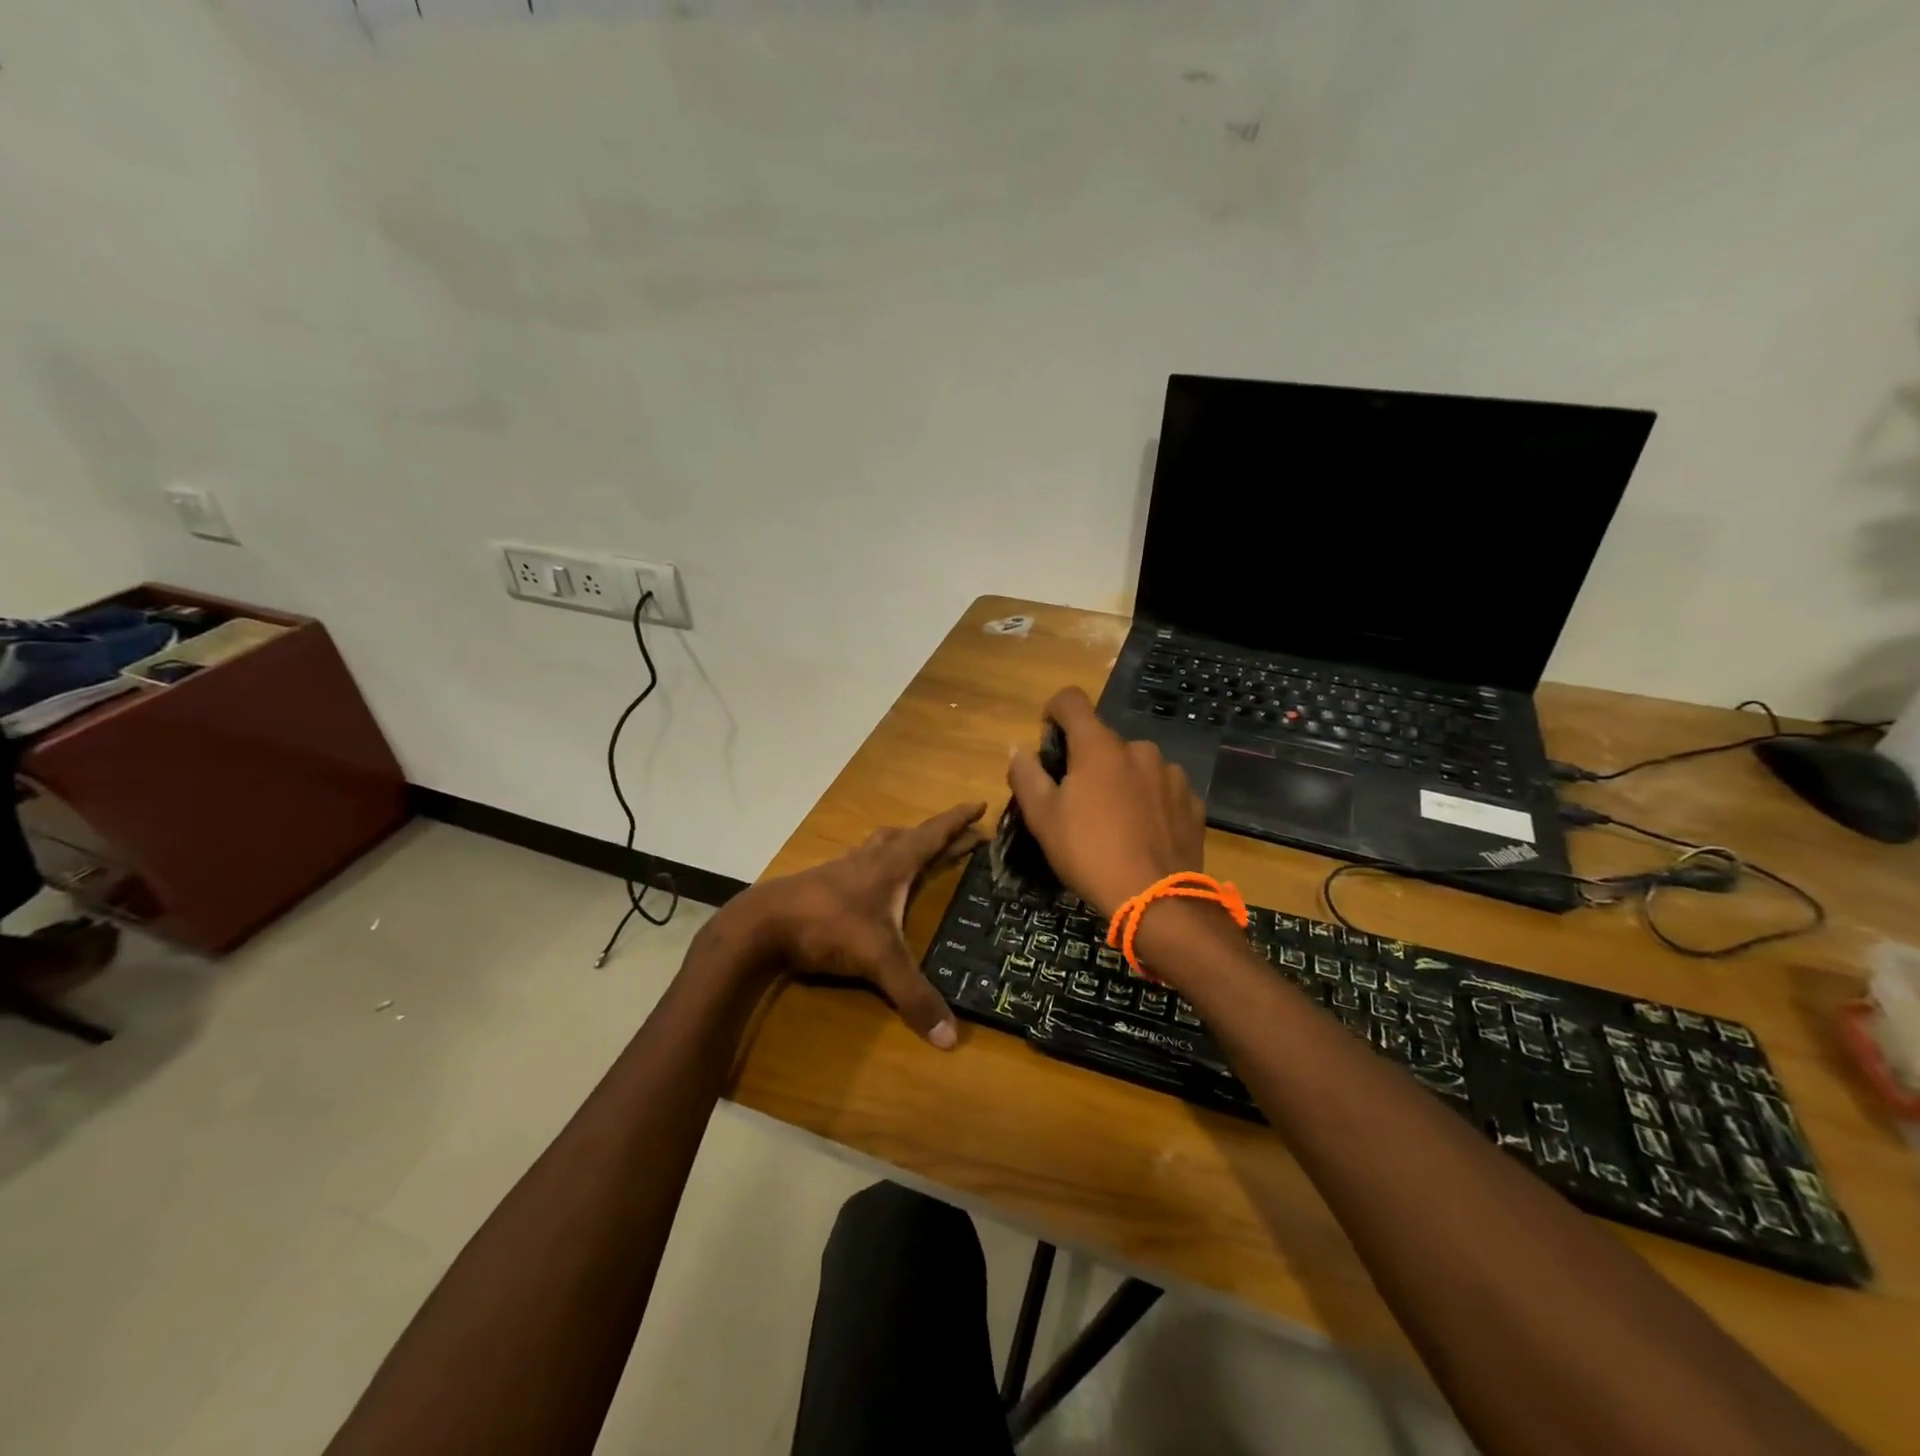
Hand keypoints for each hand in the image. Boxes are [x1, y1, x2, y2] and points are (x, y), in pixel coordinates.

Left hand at [729, 801, 987, 1047]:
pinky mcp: (823, 883)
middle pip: (911, 837)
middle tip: (965, 837)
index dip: (958, 821)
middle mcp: (870, 860)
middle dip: (941, 835)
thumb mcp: (877, 960)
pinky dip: (877, 862)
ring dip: (906, 843)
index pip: (932, 835)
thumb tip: (951, 1039)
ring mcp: (843, 869)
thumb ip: (913, 996)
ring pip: (882, 845)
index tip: (980, 803)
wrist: (763, 924)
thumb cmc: (828, 926)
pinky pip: (860, 862)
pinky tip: (872, 879)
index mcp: (891, 866)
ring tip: (919, 850)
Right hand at [1006, 686, 1206, 917]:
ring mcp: (1171, 774)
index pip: (1071, 700)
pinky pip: (1162, 790)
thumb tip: (1017, 748)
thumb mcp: (1043, 818)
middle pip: (1104, 742)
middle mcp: (1139, 749)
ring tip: (1115, 823)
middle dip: (1088, 762)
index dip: (1053, 712)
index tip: (1048, 739)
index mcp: (1099, 746)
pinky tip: (1144, 835)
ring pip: (1135, 766)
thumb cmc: (1089, 853)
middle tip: (1078, 803)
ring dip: (1121, 782)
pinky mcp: (1192, 801)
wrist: (1157, 899)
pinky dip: (1149, 802)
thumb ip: (1026, 775)